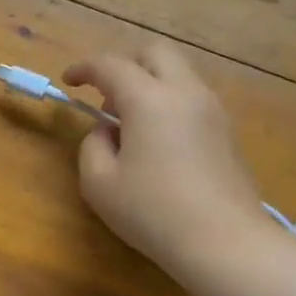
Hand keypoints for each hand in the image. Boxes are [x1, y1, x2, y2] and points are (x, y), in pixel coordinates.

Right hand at [64, 42, 270, 287]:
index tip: (68, 81)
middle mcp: (185, 92)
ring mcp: (212, 110)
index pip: (111, 65)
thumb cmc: (153, 212)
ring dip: (150, 83)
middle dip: (125, 63)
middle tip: (106, 96)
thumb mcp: (100, 184)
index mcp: (149, 99)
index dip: (84, 68)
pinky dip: (169, 102)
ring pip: (178, 73)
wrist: (225, 242)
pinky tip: (158, 140)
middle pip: (155, 52)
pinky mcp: (227, 131)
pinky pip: (192, 98)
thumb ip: (93, 147)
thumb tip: (107, 132)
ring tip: (130, 123)